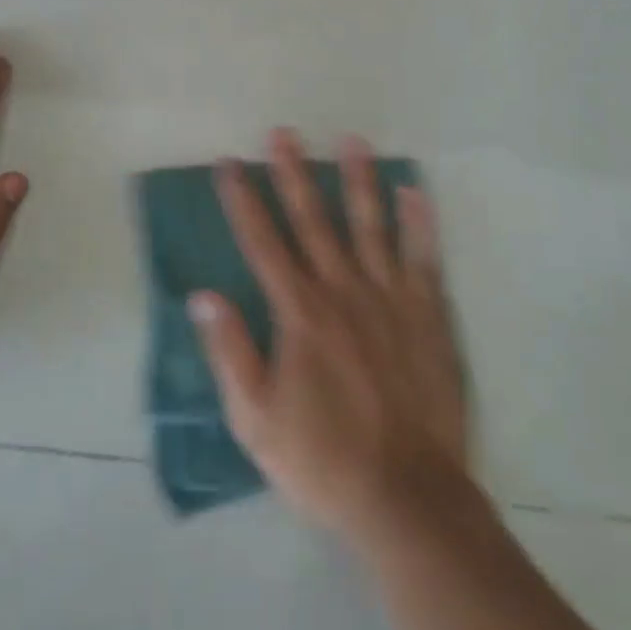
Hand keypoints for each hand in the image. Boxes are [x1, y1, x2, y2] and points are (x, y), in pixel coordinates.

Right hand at [191, 130, 469, 541]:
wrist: (406, 497)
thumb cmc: (322, 460)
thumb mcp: (256, 419)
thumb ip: (231, 351)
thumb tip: (203, 294)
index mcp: (299, 312)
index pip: (262, 242)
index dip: (244, 200)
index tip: (230, 163)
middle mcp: (341, 290)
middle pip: (313, 220)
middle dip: (294, 173)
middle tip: (283, 132)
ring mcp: (389, 297)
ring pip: (370, 225)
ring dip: (358, 180)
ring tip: (351, 140)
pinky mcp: (427, 313)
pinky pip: (423, 257)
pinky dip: (419, 222)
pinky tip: (414, 190)